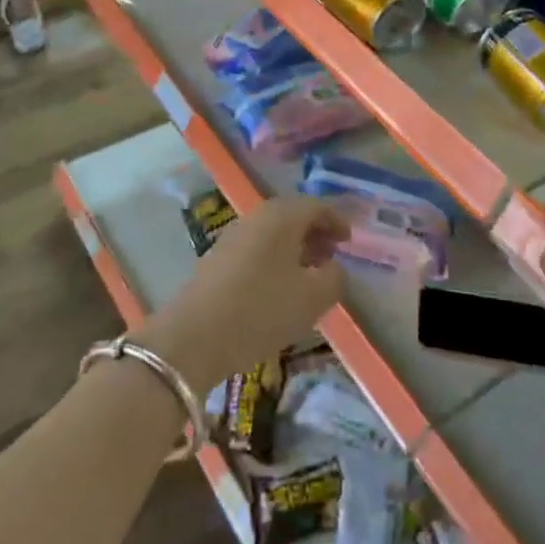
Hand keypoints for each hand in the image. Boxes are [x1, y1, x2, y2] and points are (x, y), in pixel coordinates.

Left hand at [142, 196, 348, 393]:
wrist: (194, 336)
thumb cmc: (261, 310)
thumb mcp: (312, 299)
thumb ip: (334, 278)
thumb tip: (335, 267)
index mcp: (283, 215)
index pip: (317, 206)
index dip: (337, 221)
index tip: (349, 241)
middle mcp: (258, 216)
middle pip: (293, 215)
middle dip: (315, 232)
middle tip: (332, 256)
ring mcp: (234, 234)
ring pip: (273, 232)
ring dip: (294, 247)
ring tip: (308, 274)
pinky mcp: (218, 257)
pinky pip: (257, 247)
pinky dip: (274, 258)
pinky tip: (278, 286)